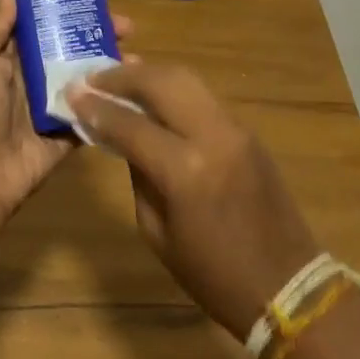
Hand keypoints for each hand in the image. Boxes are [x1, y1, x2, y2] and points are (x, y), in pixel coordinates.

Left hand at [0, 0, 132, 222]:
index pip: (39, 24)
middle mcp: (28, 77)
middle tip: (127, 27)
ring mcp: (50, 105)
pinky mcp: (66, 132)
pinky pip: (93, 112)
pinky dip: (113, 100)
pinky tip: (136, 89)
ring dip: (111, 65)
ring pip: (85, 78)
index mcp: (3, 55)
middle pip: (68, 48)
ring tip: (136, 54)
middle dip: (97, 34)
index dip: (64, 8)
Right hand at [66, 63, 320, 336]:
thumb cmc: (213, 274)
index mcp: (185, 170)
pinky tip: (154, 96)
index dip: (96, 106)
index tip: (72, 93)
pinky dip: (174, 90)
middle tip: (94, 77)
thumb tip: (123, 137)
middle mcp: (213, 136)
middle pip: (163, 81)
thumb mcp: (157, 233)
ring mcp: (236, 129)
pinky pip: (204, 98)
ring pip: (187, 80)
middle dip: (123, 75)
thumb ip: (138, 176)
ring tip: (120, 77)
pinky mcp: (249, 132)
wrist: (287, 284)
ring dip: (150, 75)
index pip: (130, 123)